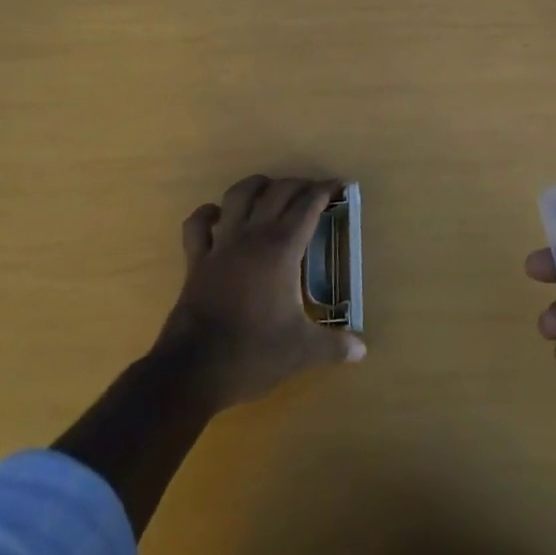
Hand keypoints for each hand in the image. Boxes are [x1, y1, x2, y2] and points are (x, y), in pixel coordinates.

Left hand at [155, 175, 364, 411]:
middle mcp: (253, 235)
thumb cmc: (252, 353)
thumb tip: (362, 351)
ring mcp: (221, 244)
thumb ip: (334, 346)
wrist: (193, 370)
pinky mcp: (196, 260)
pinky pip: (197, 225)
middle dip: (298, 185)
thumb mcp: (301, 351)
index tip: (339, 184)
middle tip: (312, 191)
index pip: (308, 206)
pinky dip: (207, 214)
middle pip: (278, 192)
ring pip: (237, 195)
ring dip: (256, 186)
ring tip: (269, 189)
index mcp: (281, 248)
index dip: (325, 191)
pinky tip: (217, 216)